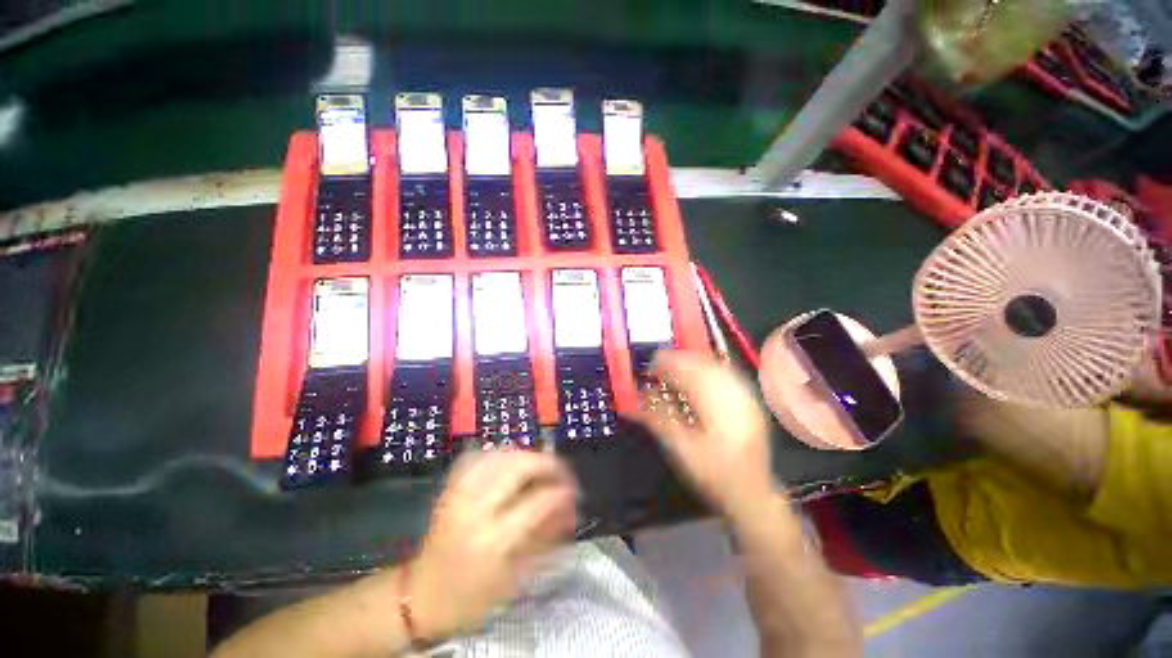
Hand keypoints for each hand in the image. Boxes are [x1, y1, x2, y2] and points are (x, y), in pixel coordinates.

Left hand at [409, 450, 577, 639]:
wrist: (420, 597)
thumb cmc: (471, 599)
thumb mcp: (514, 578)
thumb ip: (544, 538)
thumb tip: (568, 509)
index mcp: (493, 539)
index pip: (538, 501)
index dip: (562, 492)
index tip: (574, 492)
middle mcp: (475, 508)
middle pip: (519, 466)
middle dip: (548, 463)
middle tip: (561, 472)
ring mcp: (460, 493)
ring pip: (500, 454)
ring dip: (526, 455)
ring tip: (539, 468)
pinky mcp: (450, 488)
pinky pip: (478, 456)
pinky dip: (499, 453)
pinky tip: (509, 461)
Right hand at [633, 350, 775, 518]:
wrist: (752, 497)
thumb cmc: (713, 476)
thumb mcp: (681, 450)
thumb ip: (657, 421)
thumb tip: (633, 402)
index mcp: (719, 410)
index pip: (690, 374)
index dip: (668, 364)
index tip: (650, 364)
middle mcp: (737, 398)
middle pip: (705, 365)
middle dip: (679, 360)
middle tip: (659, 364)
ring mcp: (748, 398)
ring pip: (717, 366)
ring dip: (693, 362)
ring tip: (674, 366)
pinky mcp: (751, 402)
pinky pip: (728, 374)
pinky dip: (708, 369)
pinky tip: (697, 373)